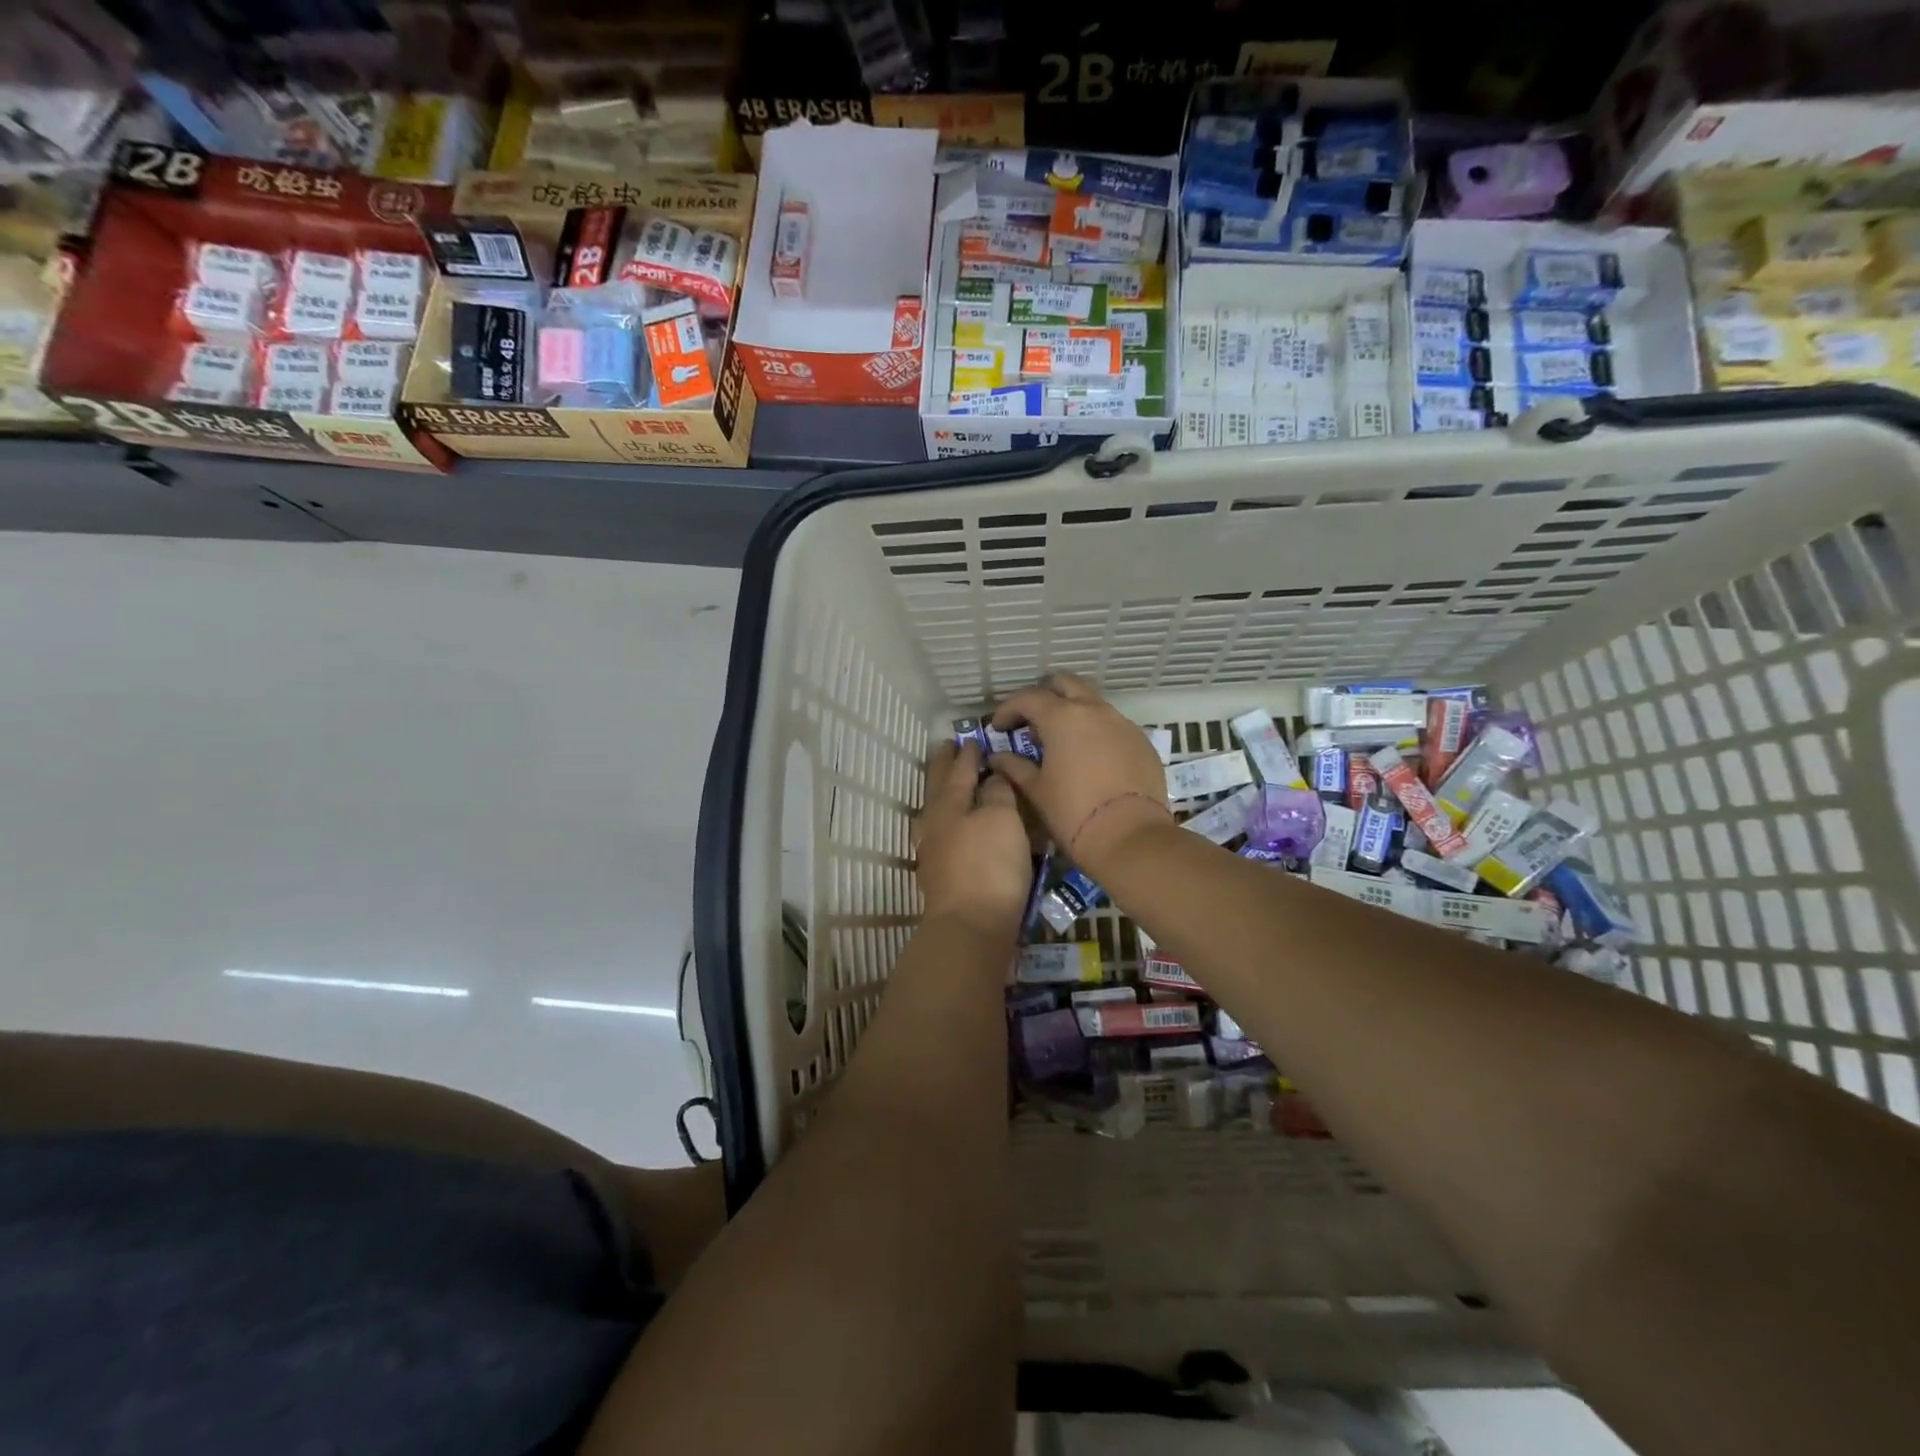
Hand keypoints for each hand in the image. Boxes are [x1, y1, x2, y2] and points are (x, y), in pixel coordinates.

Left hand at [912, 741, 1033, 937]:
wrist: (971, 927)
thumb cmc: (989, 865)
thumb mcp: (1001, 819)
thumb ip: (997, 792)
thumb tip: (990, 776)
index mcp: (949, 804)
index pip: (959, 770)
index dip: (967, 754)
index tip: (970, 739)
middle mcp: (935, 825)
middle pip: (938, 788)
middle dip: (943, 767)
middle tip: (946, 749)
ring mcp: (933, 853)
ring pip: (934, 813)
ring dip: (940, 794)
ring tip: (946, 786)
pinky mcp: (940, 878)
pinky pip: (941, 837)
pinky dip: (947, 823)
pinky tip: (953, 831)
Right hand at [985, 673, 1171, 881]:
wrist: (1130, 837)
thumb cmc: (1073, 813)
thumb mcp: (1036, 791)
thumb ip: (1015, 767)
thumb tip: (999, 757)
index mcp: (1062, 718)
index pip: (1028, 698)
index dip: (1008, 709)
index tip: (998, 727)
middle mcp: (1094, 710)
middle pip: (1066, 684)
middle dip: (1045, 695)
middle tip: (1031, 720)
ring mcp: (1122, 724)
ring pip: (1093, 702)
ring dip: (1073, 711)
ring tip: (1061, 739)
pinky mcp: (1142, 742)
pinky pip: (1113, 725)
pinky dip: (1096, 731)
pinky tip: (1090, 757)